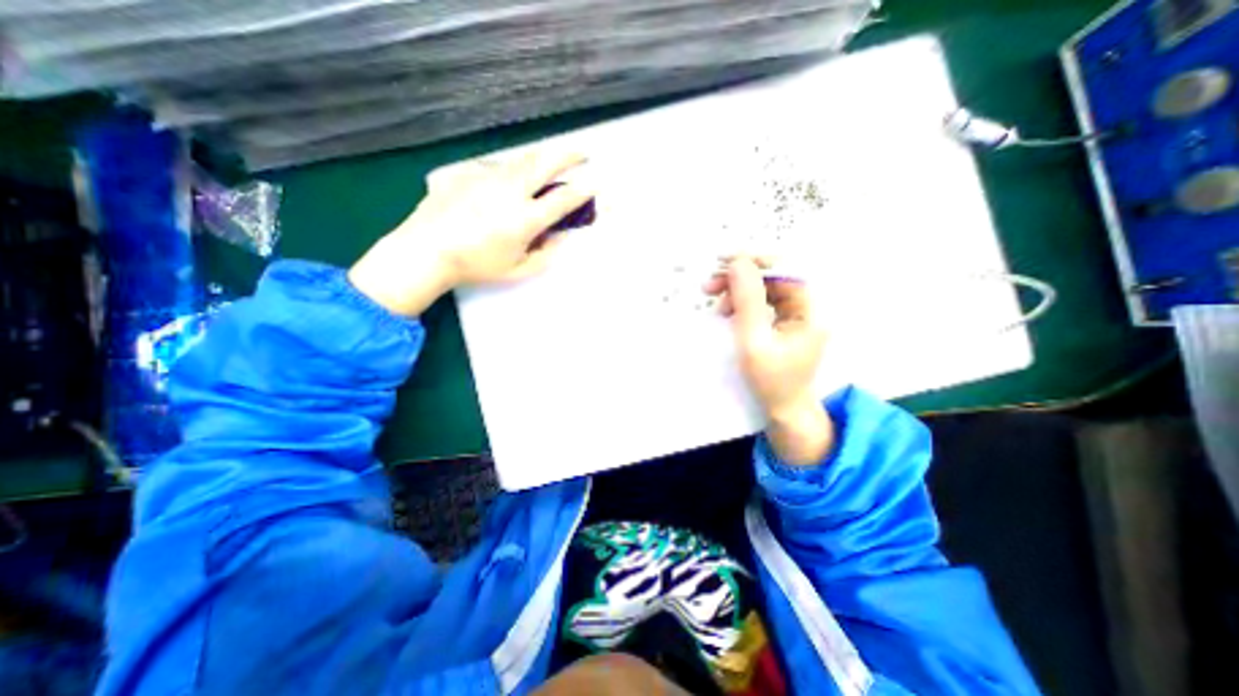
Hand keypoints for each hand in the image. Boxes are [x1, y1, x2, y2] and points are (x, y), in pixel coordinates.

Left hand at [346, 152, 590, 317]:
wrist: (425, 250)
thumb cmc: (476, 266)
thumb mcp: (517, 270)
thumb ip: (545, 255)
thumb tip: (559, 238)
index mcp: (525, 219)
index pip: (564, 199)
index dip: (585, 190)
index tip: (598, 182)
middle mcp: (510, 191)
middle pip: (546, 163)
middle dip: (569, 155)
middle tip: (582, 153)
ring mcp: (487, 176)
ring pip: (522, 159)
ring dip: (542, 159)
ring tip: (549, 163)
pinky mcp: (468, 171)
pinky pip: (496, 167)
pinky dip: (511, 172)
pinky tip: (505, 185)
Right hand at [705, 256, 830, 467]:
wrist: (783, 411)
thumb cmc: (771, 381)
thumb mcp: (754, 341)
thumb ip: (747, 301)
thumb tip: (738, 263)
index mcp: (810, 309)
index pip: (784, 270)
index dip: (755, 262)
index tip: (724, 262)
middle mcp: (806, 307)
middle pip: (773, 277)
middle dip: (740, 278)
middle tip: (710, 285)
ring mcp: (795, 315)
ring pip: (764, 289)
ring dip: (737, 291)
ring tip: (715, 302)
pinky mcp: (783, 324)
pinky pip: (762, 304)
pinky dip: (741, 304)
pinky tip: (726, 312)